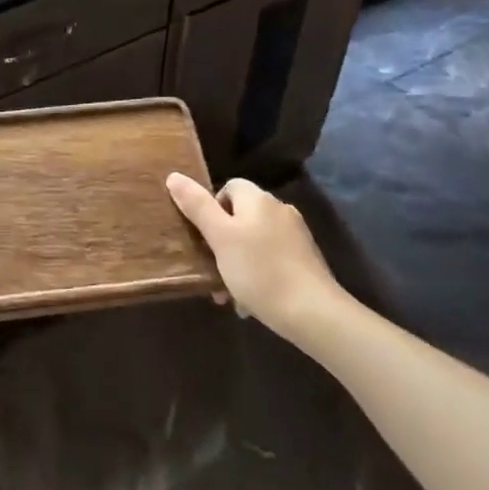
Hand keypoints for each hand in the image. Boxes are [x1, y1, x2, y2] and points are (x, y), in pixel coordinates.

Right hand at [166, 174, 341, 342]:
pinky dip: (258, 275)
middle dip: (222, 243)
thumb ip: (196, 205)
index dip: (211, 208)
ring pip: (255, 242)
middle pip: (240, 217)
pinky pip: (272, 260)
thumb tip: (174, 176)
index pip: (228, 187)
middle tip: (211, 271)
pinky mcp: (306, 261)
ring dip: (238, 263)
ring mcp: (296, 236)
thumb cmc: (259, 270)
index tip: (204, 236)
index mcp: (258, 199)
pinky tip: (252, 302)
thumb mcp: (220, 237)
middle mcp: (279, 210)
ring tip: (229, 295)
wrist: (314, 313)